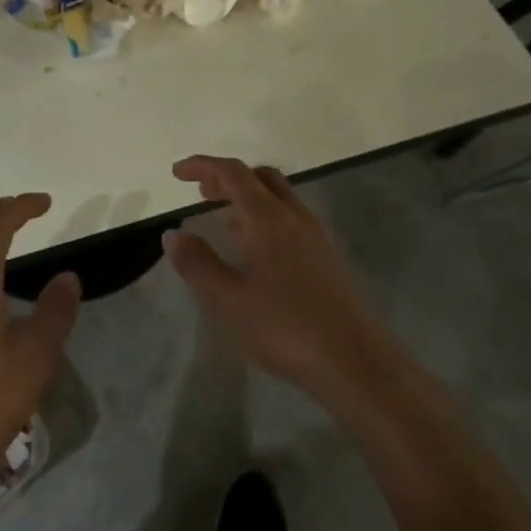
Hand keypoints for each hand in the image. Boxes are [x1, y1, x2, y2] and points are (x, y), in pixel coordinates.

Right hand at [163, 156, 400, 414]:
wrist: (358, 364)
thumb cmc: (286, 327)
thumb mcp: (229, 300)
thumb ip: (198, 264)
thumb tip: (173, 234)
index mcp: (269, 219)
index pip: (233, 174)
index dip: (203, 166)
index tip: (177, 173)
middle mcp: (295, 218)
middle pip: (261, 178)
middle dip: (228, 178)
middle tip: (202, 192)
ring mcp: (317, 238)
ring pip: (280, 199)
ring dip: (249, 199)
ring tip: (224, 222)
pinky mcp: (329, 260)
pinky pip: (292, 221)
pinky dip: (266, 219)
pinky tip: (256, 254)